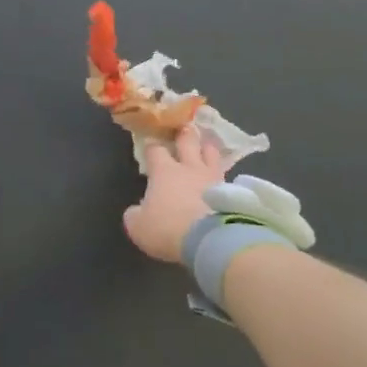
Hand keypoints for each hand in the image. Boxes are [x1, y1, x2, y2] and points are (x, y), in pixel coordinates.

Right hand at [123, 126, 226, 263]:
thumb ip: (135, 215)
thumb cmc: (168, 229)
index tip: (149, 144)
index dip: (151, 146)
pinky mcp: (230, 190)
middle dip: (184, 134)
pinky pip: (224, 175)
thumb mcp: (139, 227)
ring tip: (206, 147)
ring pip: (211, 153)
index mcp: (164, 172)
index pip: (155, 150)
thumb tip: (136, 210)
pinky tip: (220, 178)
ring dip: (207, 148)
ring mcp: (212, 177)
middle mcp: (189, 168)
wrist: (209, 239)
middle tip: (184, 127)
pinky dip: (220, 173)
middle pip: (187, 141)